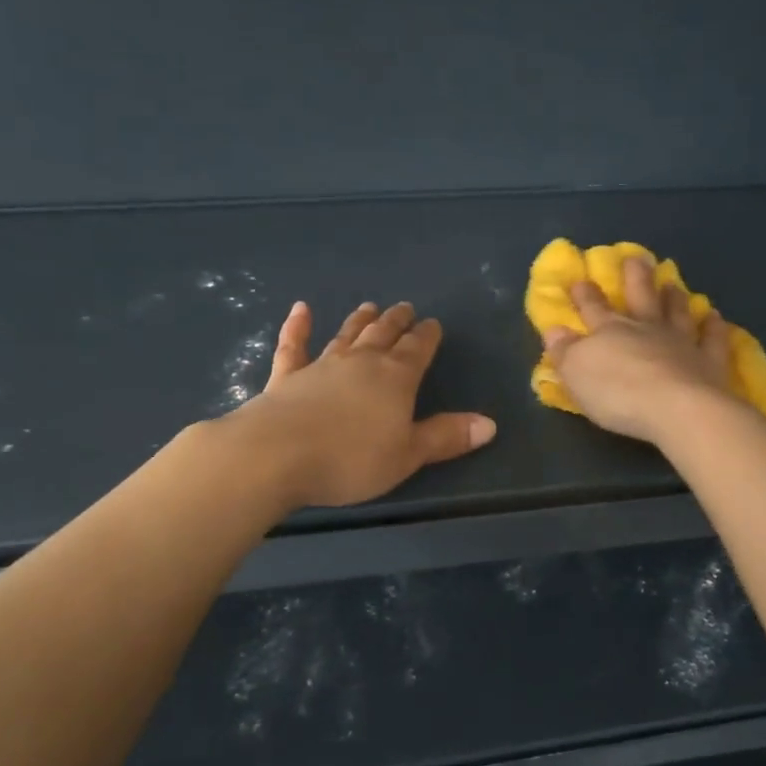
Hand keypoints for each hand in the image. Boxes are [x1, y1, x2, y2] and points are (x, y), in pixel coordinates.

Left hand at [228, 300, 495, 508]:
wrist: (275, 455)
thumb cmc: (350, 460)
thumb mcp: (407, 455)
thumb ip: (446, 437)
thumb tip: (490, 424)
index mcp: (395, 378)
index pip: (417, 350)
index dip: (427, 336)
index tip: (433, 324)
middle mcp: (360, 362)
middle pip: (383, 335)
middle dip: (397, 322)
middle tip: (404, 307)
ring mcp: (320, 366)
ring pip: (346, 335)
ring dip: (358, 320)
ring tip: (369, 306)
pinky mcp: (285, 377)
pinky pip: (293, 346)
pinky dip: (297, 327)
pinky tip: (300, 310)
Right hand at [542, 256, 742, 444]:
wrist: (677, 409)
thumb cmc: (617, 393)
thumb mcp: (576, 373)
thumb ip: (565, 351)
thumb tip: (554, 330)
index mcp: (610, 331)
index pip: (593, 308)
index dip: (585, 295)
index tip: (580, 279)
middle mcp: (647, 329)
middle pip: (639, 297)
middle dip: (634, 277)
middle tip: (635, 257)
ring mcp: (682, 342)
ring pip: (676, 312)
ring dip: (673, 297)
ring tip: (672, 282)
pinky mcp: (711, 362)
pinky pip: (713, 339)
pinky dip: (714, 327)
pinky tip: (715, 317)